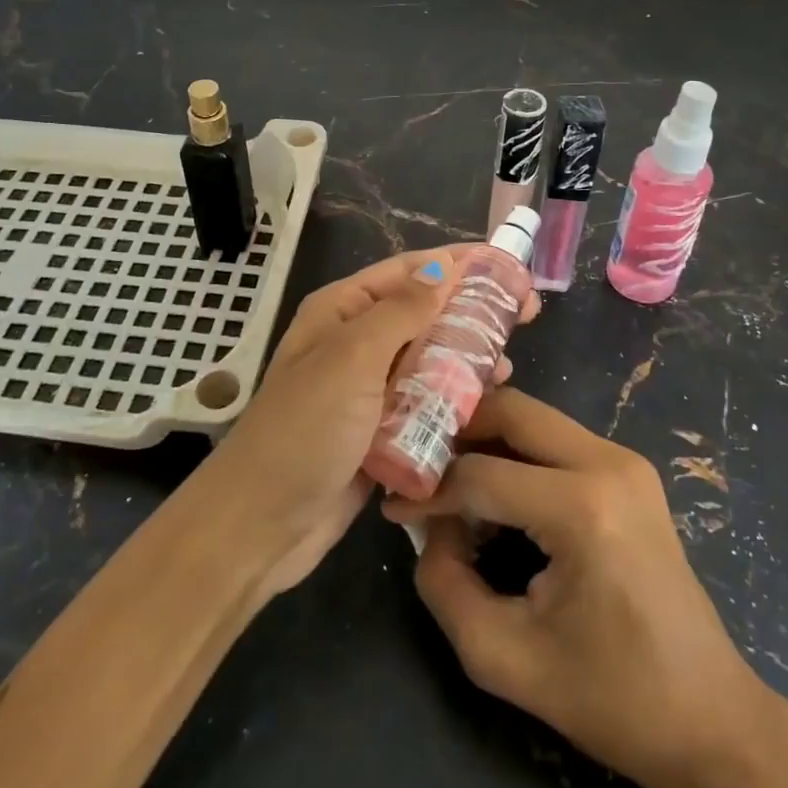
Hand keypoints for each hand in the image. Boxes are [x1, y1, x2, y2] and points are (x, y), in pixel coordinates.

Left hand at [200, 246, 539, 600]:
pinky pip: (426, 402)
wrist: (261, 523)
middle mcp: (357, 341)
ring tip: (508, 362)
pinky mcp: (381, 429)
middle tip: (525, 313)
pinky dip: (454, 398)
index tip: (507, 266)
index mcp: (343, 311)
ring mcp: (369, 388)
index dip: (458, 264)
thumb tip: (442, 267)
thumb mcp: (352, 358)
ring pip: (429, 358)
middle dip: (471, 310)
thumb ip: (401, 311)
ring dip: (467, 356)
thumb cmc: (305, 428)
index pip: (409, 271)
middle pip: (424, 313)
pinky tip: (487, 401)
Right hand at [382, 388, 769, 787]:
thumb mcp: (504, 658)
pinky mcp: (629, 470)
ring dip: (486, 439)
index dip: (429, 490)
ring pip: (533, 418)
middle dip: (458, 431)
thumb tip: (430, 525)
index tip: (396, 508)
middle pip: (511, 411)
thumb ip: (445, 585)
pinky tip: (496, 491)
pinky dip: (516, 453)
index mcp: (583, 507)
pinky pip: (556, 439)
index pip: (481, 473)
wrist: (710, 718)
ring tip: (450, 479)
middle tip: (420, 464)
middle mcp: (608, 462)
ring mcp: (624, 460)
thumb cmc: (610, 697)